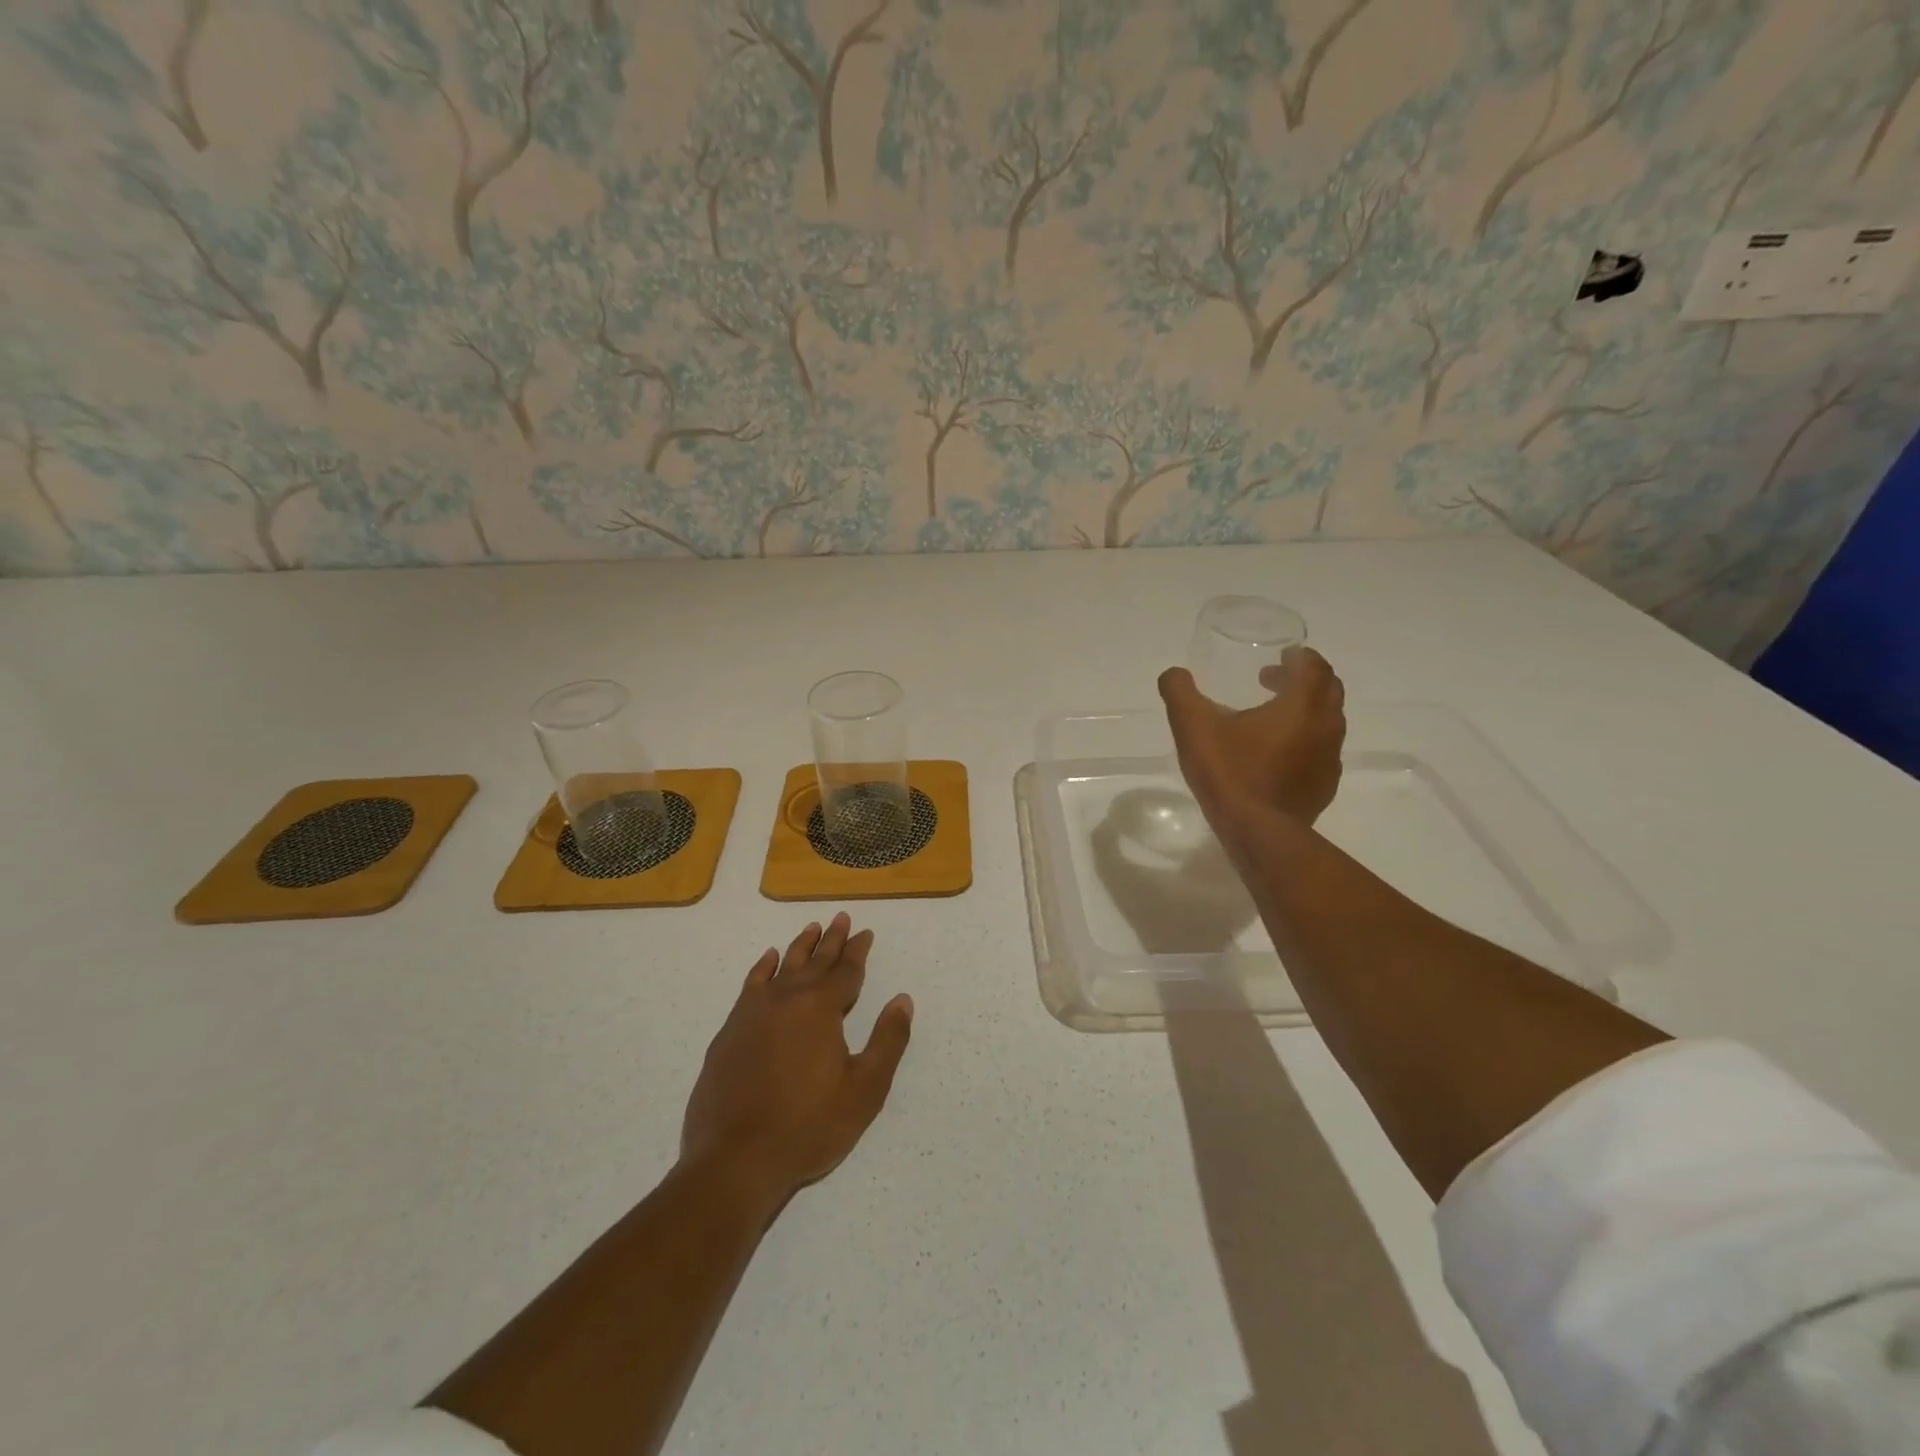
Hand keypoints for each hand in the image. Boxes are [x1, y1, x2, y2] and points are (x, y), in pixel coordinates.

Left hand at [680, 913, 912, 1209]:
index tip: (865, 933)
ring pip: (782, 967)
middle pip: (814, 961)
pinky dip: (762, 968)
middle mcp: (787, 999)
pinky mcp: (730, 1032)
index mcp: (821, 1008)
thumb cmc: (808, 1126)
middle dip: (831, 940)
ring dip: (799, 947)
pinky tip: (767, 960)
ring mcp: (753, 1013)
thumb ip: (888, 1040)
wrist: (734, 1160)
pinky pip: (750, 985)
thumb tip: (902, 1000)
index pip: (846, 971)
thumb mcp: (865, 1089)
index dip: (858, 951)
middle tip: (841, 918)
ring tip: (811, 928)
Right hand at [1158, 645, 1346, 832]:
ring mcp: (1329, 760)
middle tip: (1272, 681)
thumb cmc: (1229, 772)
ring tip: (1270, 718)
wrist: (1258, 833)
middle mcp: (1326, 727)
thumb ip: (1180, 692)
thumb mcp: (1192, 726)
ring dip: (1305, 711)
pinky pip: (1321, 752)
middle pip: (1328, 690)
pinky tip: (1275, 755)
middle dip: (1303, 680)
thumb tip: (1173, 674)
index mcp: (1301, 705)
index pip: (1314, 666)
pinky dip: (1305, 741)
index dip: (1299, 657)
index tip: (1280, 657)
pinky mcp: (1324, 787)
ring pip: (1328, 722)